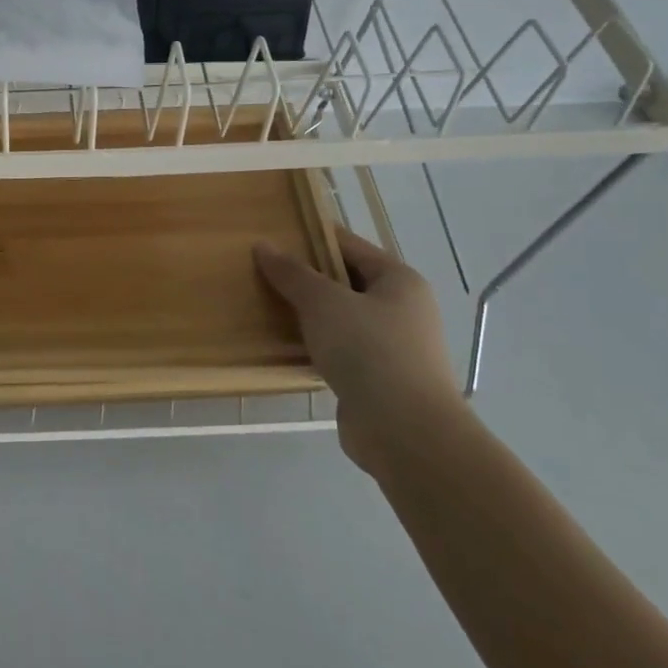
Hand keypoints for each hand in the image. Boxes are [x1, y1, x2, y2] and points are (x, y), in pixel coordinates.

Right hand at [253, 230, 467, 478]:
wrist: (404, 431)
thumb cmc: (369, 351)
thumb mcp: (323, 302)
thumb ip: (292, 273)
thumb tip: (264, 245)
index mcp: (399, 281)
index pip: (350, 246)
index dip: (312, 238)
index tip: (274, 237)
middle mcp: (403, 309)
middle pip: (346, 282)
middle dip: (306, 278)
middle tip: (263, 272)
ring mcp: (393, 347)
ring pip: (342, 318)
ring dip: (309, 315)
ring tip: (266, 306)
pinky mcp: (379, 380)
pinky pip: (341, 350)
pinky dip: (316, 345)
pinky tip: (286, 346)